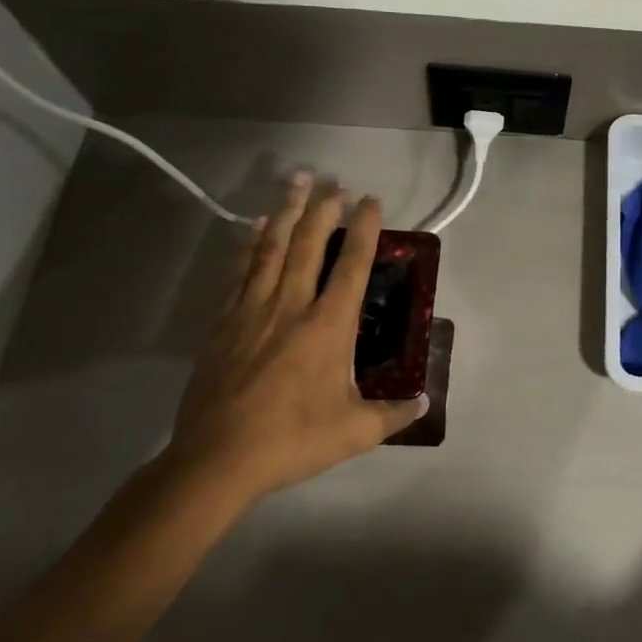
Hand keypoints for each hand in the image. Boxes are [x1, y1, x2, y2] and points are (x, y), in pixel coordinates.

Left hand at [167, 175, 426, 505]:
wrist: (216, 459)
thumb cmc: (292, 440)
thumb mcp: (355, 432)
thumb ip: (393, 414)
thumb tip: (424, 403)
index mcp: (329, 325)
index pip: (353, 264)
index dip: (365, 229)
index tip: (371, 200)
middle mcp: (292, 305)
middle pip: (309, 243)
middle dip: (324, 208)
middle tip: (334, 181)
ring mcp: (253, 309)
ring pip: (272, 247)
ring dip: (286, 211)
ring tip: (296, 181)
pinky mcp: (224, 322)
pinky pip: (239, 271)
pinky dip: (248, 243)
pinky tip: (252, 225)